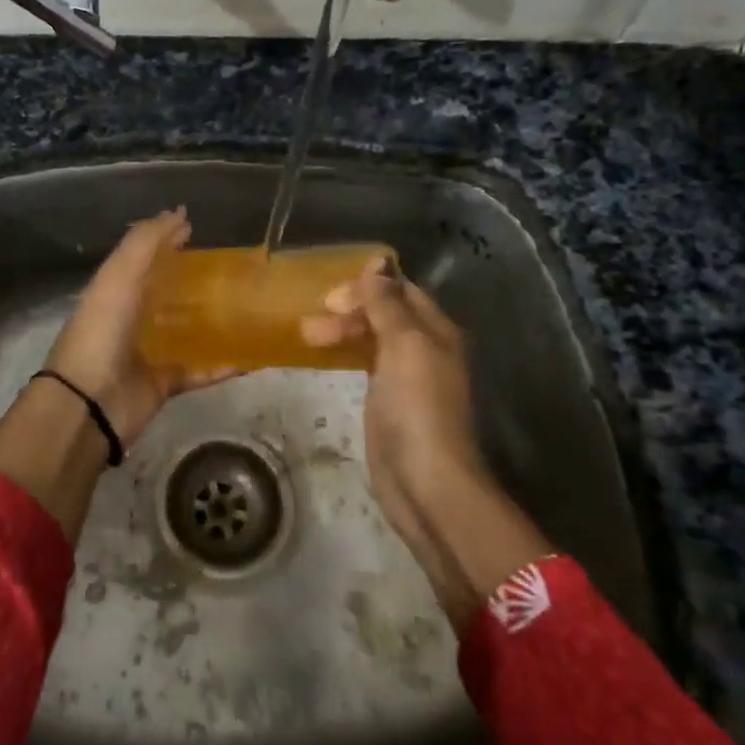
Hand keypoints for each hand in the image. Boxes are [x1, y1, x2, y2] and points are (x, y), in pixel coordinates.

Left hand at [40, 208, 233, 447]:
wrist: (89, 403)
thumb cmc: (102, 330)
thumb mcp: (119, 275)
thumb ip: (146, 242)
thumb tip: (179, 212)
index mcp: (115, 290)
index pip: (144, 258)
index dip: (166, 241)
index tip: (196, 228)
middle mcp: (131, 318)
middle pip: (166, 293)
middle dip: (194, 280)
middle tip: (233, 268)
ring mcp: (148, 352)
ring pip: (186, 331)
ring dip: (212, 321)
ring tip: (248, 306)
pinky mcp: (164, 383)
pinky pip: (199, 370)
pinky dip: (223, 365)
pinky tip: (252, 356)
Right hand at [302, 257, 484, 501]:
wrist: (425, 482)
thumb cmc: (416, 407)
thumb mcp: (404, 345)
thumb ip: (388, 303)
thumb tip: (378, 262)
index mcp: (436, 330)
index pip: (401, 291)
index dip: (368, 286)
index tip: (331, 297)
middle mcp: (425, 348)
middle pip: (385, 313)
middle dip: (350, 310)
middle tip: (314, 322)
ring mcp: (407, 376)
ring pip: (373, 337)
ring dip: (343, 330)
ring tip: (308, 337)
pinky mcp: (389, 400)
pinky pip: (367, 362)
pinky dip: (346, 352)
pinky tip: (325, 355)